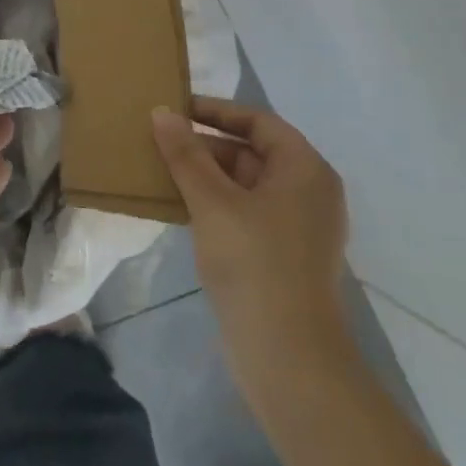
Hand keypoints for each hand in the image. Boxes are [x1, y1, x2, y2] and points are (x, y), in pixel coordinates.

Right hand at [153, 99, 352, 405]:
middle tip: (158, 142)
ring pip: (244, 184)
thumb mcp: (212, 201)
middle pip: (251, 152)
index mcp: (304, 170)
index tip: (175, 109)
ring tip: (159, 170)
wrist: (288, 357)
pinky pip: (243, 212)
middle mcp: (307, 192)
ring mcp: (296, 227)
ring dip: (204, 175)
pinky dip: (212, 203)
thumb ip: (186, 154)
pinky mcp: (280, 255)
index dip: (217, 111)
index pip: (259, 122)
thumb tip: (162, 112)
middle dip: (204, 145)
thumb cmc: (254, 263)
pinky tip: (177, 207)